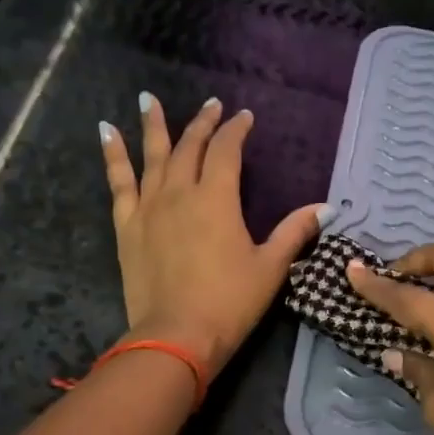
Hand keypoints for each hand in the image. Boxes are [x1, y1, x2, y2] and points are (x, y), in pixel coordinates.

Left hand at [102, 92, 322, 372]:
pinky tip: (106, 132)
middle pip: (190, 147)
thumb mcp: (270, 268)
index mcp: (218, 199)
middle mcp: (181, 193)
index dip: (236, 130)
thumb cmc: (229, 303)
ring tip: (147, 98)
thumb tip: (327, 208)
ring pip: (152, 156)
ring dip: (153, 125)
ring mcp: (149, 207)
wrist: (176, 336)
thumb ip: (295, 232)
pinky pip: (118, 182)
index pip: (227, 151)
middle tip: (211, 105)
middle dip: (203, 124)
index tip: (244, 117)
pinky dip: (113, 155)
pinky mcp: (127, 226)